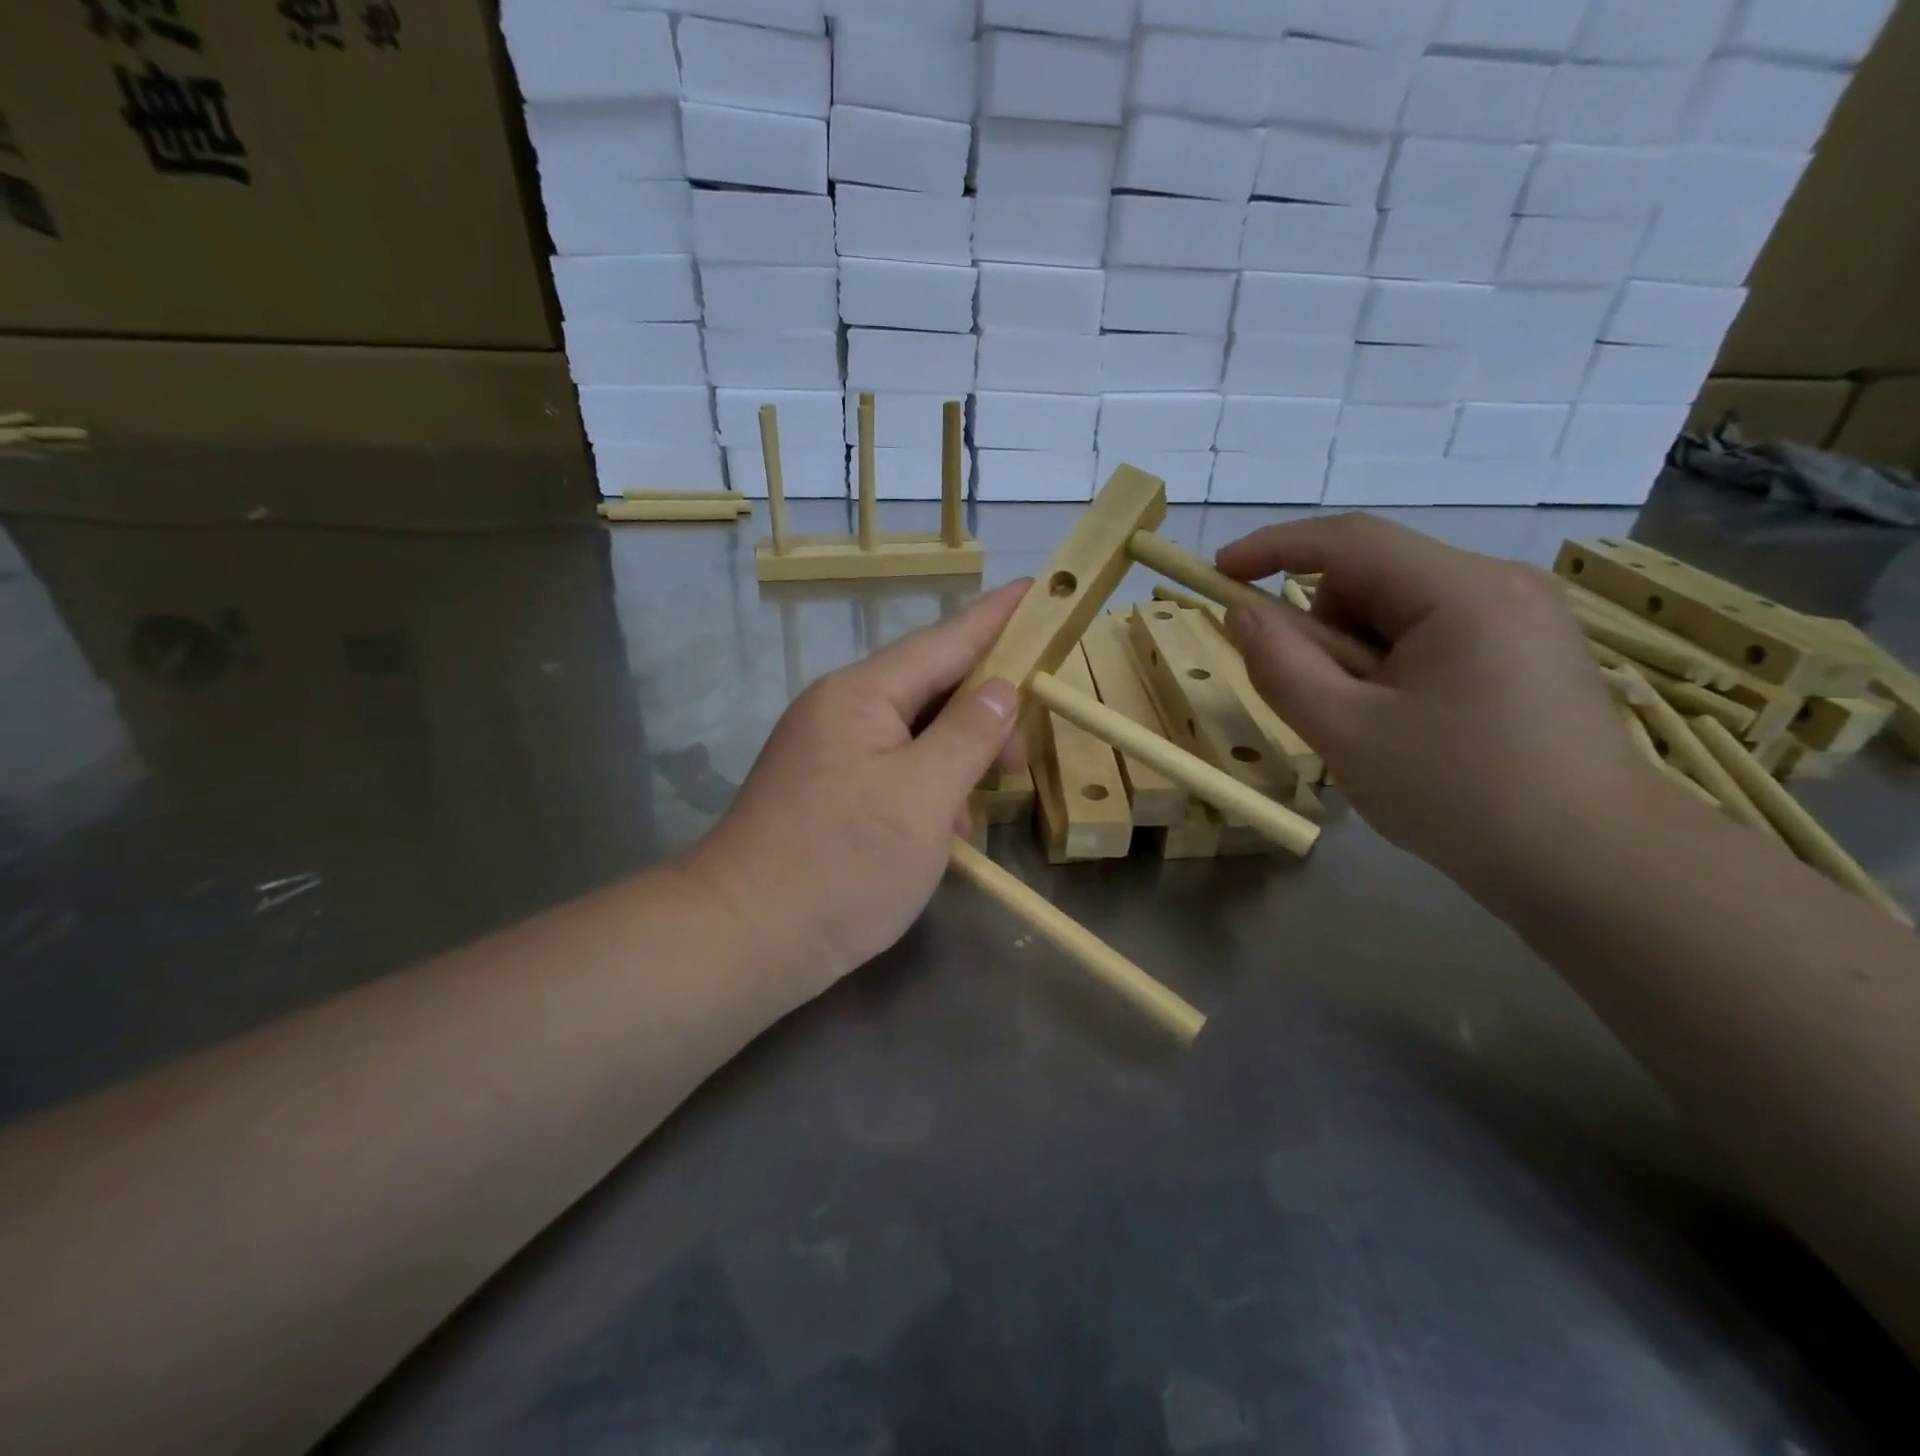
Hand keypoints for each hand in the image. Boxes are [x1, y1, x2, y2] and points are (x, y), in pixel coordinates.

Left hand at [691, 582, 1027, 994]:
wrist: (742, 940)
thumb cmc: (842, 864)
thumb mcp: (923, 797)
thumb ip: (968, 735)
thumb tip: (1000, 688)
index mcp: (862, 696)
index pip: (944, 640)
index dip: (996, 617)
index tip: (1035, 590)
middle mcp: (840, 712)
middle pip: (929, 689)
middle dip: (984, 714)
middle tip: (1024, 758)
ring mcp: (827, 754)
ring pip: (913, 735)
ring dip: (957, 759)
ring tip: (986, 802)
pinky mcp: (825, 794)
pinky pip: (892, 771)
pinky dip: (928, 790)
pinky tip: (947, 830)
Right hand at [1216, 515, 1651, 890]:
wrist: (1594, 866)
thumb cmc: (1461, 795)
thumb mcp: (1346, 733)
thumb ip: (1281, 666)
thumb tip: (1242, 614)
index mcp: (1462, 592)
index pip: (1348, 541)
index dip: (1273, 547)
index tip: (1217, 572)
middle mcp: (1499, 586)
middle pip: (1375, 579)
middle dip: (1326, 628)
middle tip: (1323, 701)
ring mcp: (1521, 618)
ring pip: (1399, 611)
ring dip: (1359, 656)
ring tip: (1374, 726)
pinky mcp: (1529, 651)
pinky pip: (1432, 636)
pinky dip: (1394, 668)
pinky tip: (1409, 725)